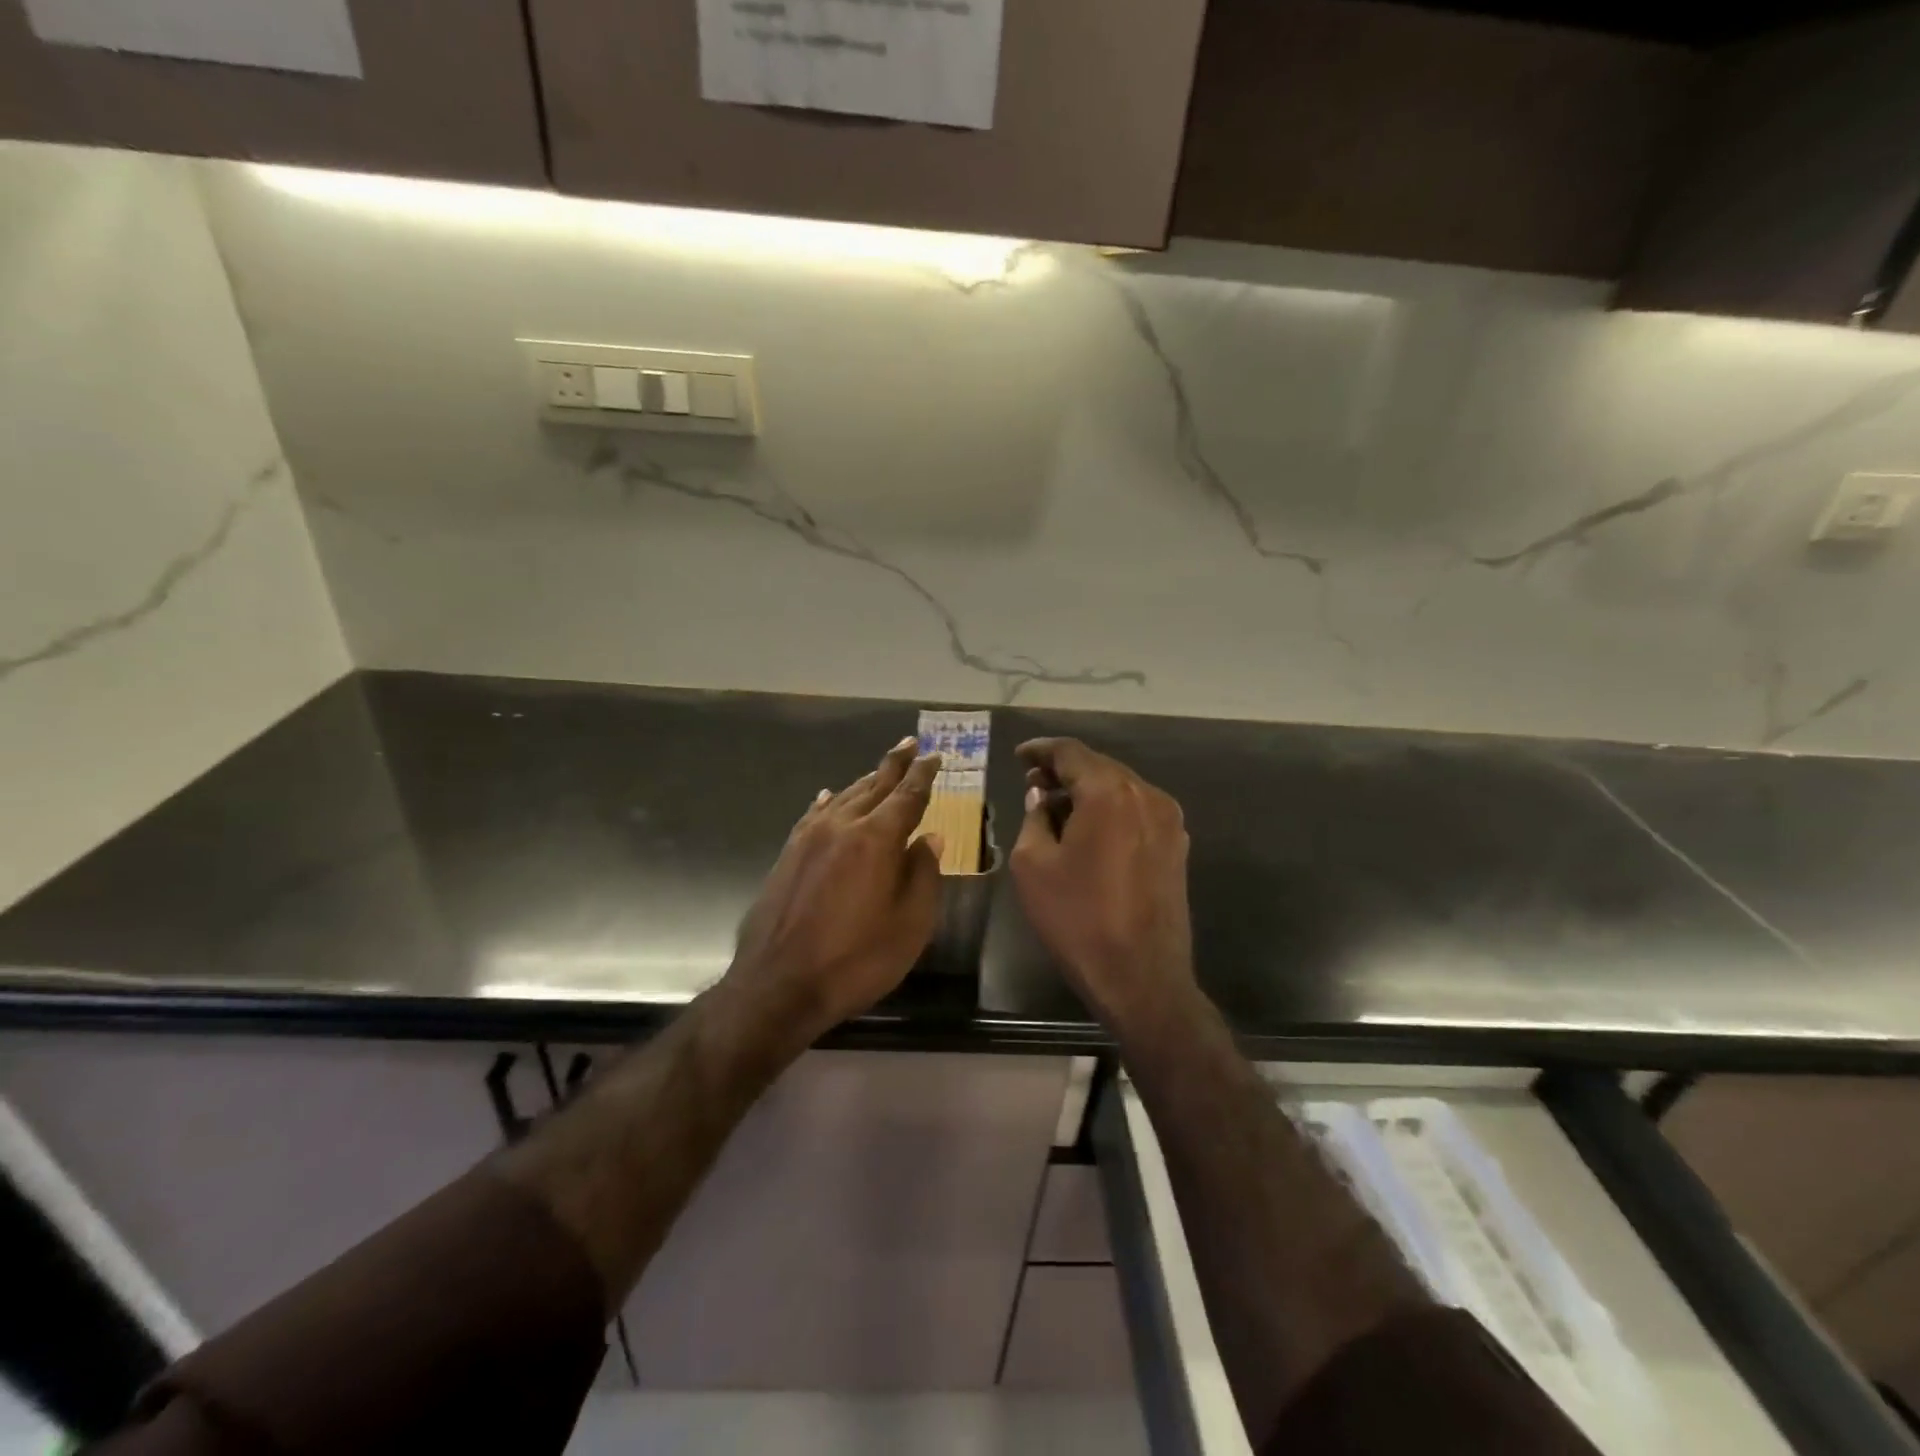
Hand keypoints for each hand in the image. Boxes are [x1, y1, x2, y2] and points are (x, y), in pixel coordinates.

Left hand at [726, 738, 944, 1040]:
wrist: (778, 984)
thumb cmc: (856, 959)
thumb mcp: (910, 925)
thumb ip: (923, 875)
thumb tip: (930, 838)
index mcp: (876, 839)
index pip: (907, 796)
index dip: (923, 775)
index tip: (933, 755)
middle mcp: (842, 826)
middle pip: (874, 786)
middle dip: (894, 765)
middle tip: (909, 745)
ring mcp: (809, 838)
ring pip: (844, 797)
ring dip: (865, 781)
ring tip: (880, 770)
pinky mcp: (788, 854)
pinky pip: (814, 815)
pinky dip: (828, 801)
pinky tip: (829, 797)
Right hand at [1010, 738, 1196, 1029]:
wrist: (1142, 977)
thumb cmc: (1078, 919)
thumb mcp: (1033, 865)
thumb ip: (1035, 818)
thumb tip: (1043, 798)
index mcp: (1109, 793)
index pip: (1071, 752)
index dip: (1041, 750)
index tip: (1020, 756)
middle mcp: (1146, 795)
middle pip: (1099, 766)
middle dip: (1064, 771)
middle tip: (1033, 784)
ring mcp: (1168, 820)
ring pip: (1120, 788)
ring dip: (1088, 791)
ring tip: (1057, 808)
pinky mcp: (1177, 845)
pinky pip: (1137, 811)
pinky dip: (1110, 810)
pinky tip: (1089, 830)